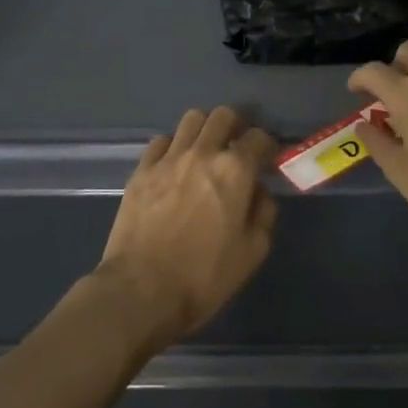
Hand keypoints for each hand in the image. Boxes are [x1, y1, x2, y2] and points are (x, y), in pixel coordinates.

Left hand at [95, 107, 278, 350]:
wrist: (141, 291)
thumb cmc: (203, 277)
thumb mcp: (252, 253)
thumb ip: (263, 214)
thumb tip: (257, 192)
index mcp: (235, 171)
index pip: (258, 137)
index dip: (266, 146)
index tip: (266, 159)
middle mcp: (203, 153)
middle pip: (223, 116)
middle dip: (235, 126)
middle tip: (236, 146)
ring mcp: (168, 158)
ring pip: (191, 119)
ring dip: (204, 130)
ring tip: (205, 151)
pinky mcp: (141, 170)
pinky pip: (161, 141)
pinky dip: (173, 147)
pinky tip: (173, 166)